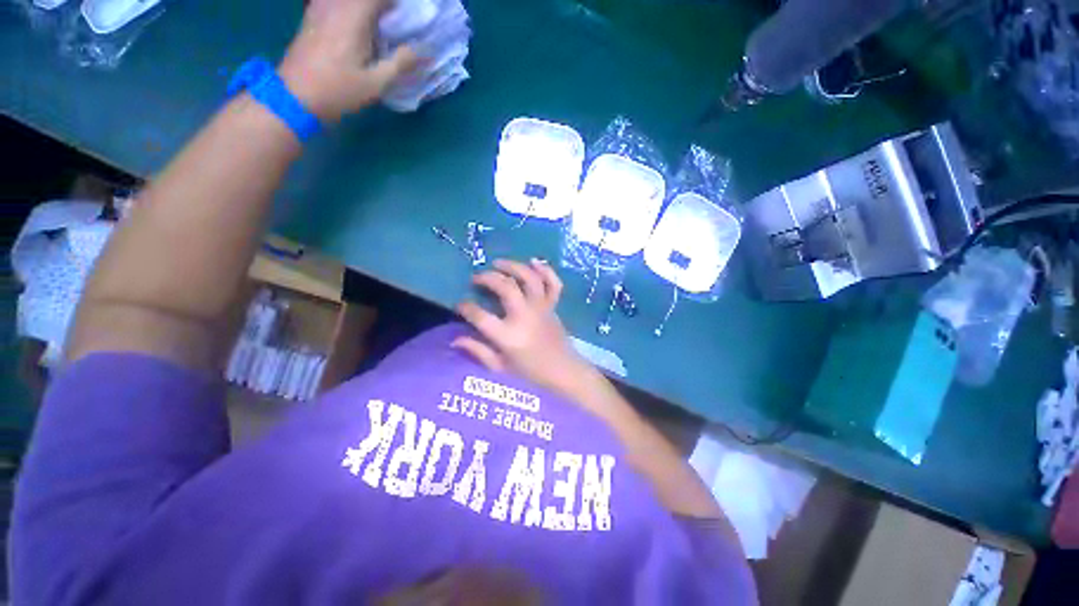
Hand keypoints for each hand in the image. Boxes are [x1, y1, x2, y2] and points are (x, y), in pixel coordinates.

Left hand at [278, 0, 418, 121]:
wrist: (295, 96)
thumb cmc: (338, 90)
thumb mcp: (375, 83)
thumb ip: (401, 63)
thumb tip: (425, 51)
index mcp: (354, 16)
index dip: (397, 4)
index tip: (410, 16)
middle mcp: (336, 4)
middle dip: (383, 6)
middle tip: (396, 21)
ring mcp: (320, 7)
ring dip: (367, 7)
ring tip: (380, 23)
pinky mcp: (312, 15)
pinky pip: (334, 1)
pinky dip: (350, 8)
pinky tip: (357, 24)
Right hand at [454, 259, 595, 399]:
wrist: (563, 371)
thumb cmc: (530, 372)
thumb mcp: (500, 367)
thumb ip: (478, 351)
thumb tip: (454, 339)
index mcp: (508, 336)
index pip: (480, 316)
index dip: (466, 307)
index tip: (460, 305)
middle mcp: (525, 316)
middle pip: (506, 287)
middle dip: (487, 278)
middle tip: (476, 278)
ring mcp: (541, 308)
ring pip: (529, 279)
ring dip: (513, 266)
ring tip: (498, 263)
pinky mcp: (553, 306)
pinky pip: (553, 284)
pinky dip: (546, 270)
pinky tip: (533, 262)